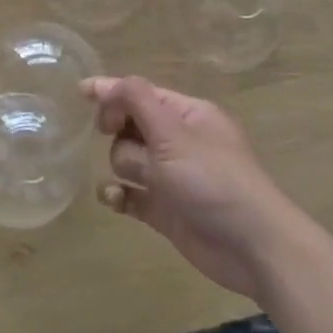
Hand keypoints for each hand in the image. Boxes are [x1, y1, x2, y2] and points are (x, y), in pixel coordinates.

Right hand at [83, 76, 290, 299]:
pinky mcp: (164, 210)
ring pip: (126, 160)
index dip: (112, 92)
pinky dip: (119, 195)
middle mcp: (178, 142)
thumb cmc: (213, 180)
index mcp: (188, 115)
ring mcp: (171, 177)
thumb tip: (107, 86)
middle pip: (130, 127)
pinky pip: (128, 194)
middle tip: (116, 139)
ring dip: (125, 167)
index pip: (141, 94)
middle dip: (121, 135)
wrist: (252, 246)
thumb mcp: (174, 133)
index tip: (80, 92)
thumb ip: (137, 101)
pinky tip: (115, 199)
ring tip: (146, 183)